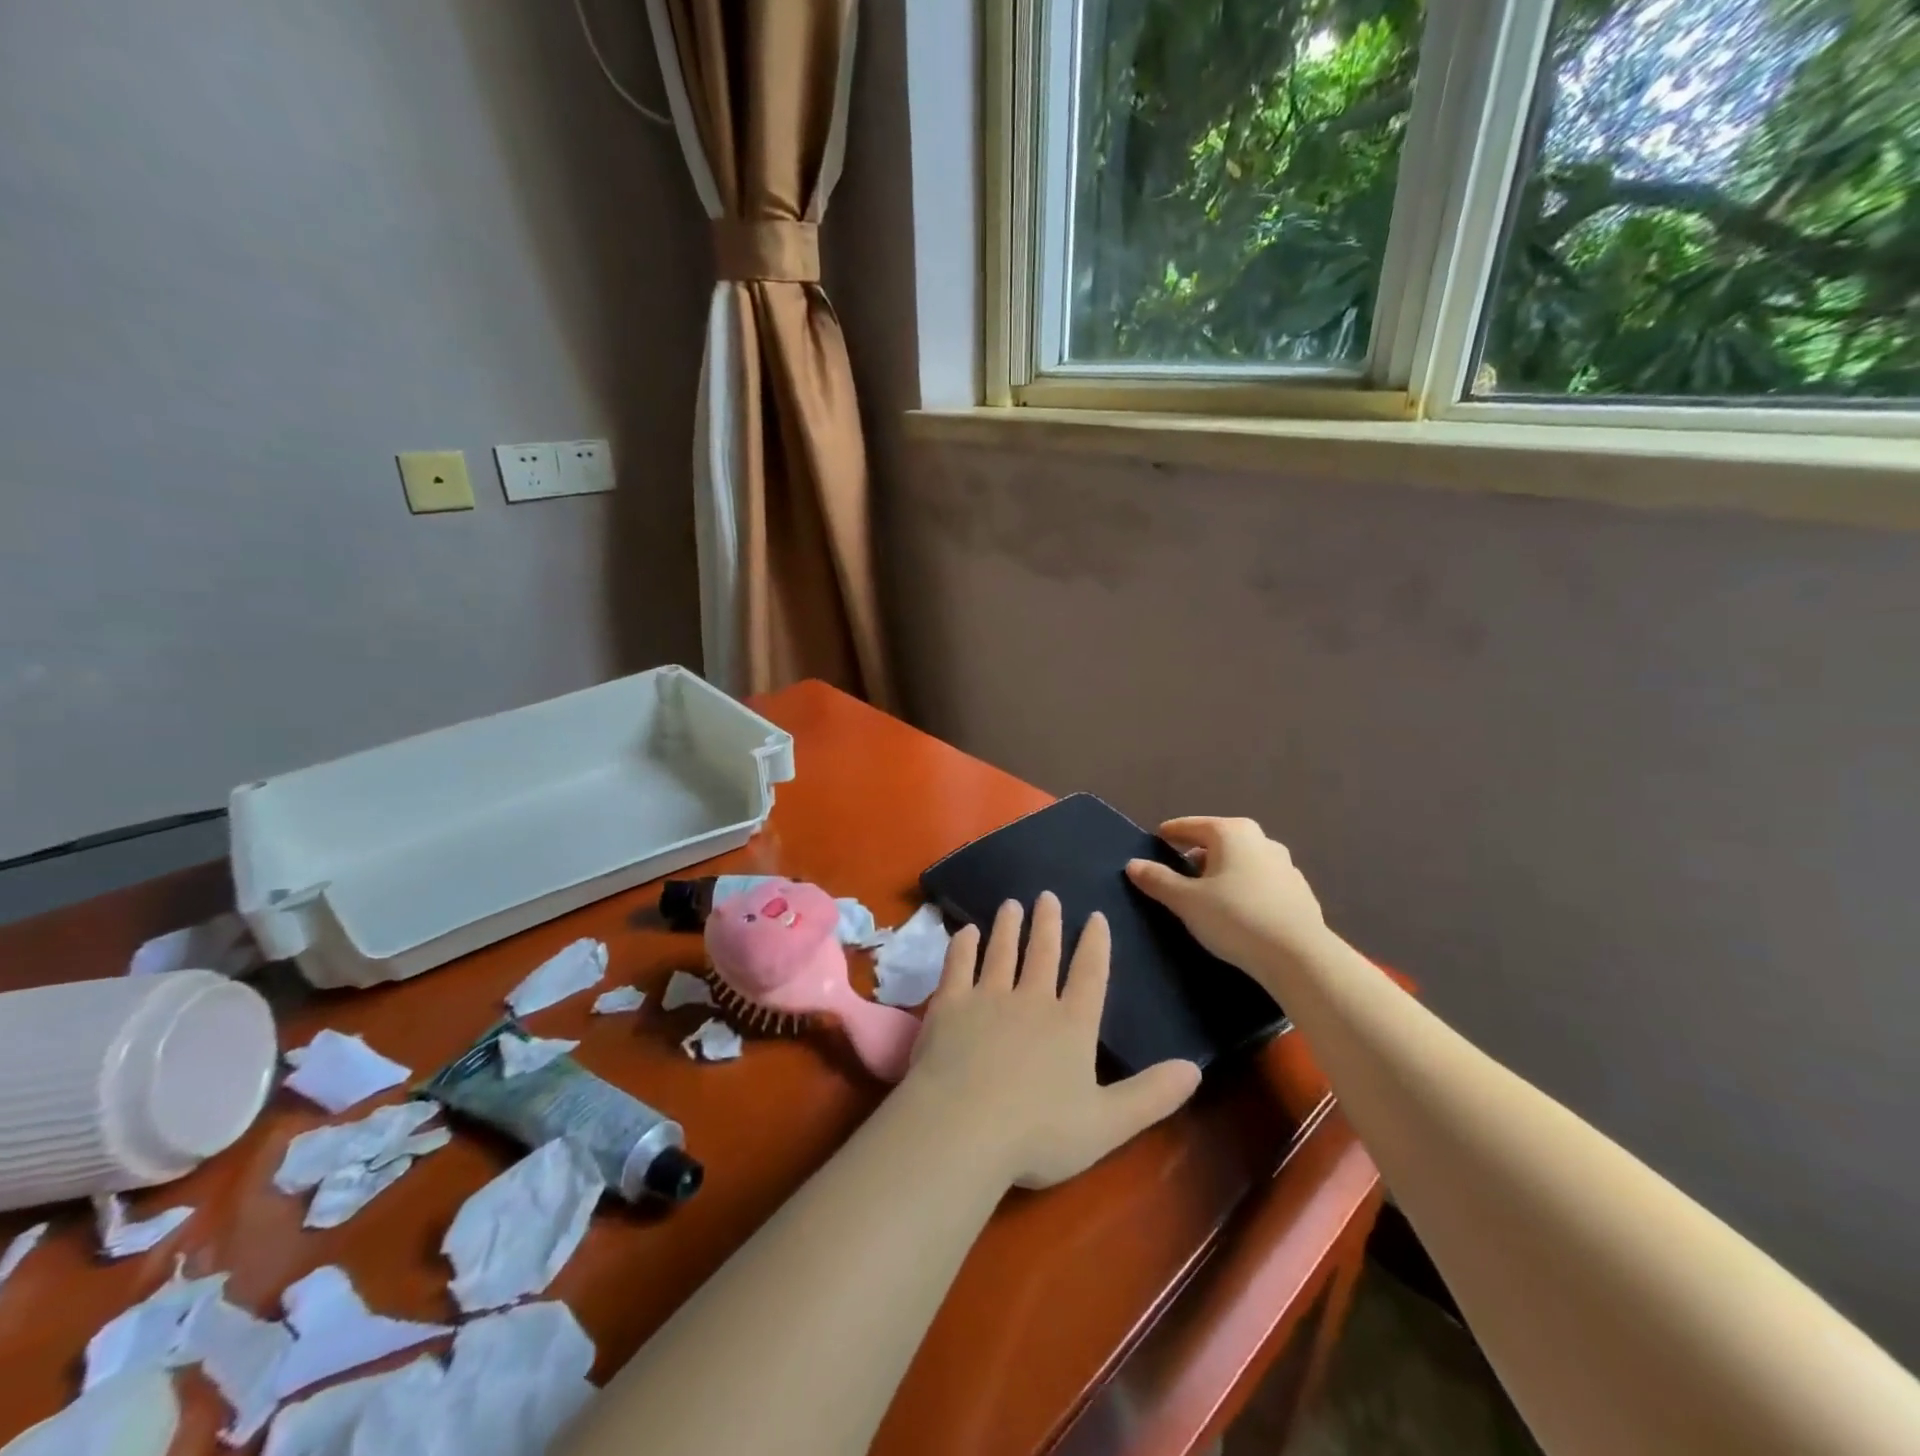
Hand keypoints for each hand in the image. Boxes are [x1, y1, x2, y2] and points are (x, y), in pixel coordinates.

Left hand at [904, 892, 1200, 1189]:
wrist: (963, 1126)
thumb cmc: (1039, 1133)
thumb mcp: (1108, 1123)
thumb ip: (1152, 1096)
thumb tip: (1195, 1068)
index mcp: (1072, 1025)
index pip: (1089, 974)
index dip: (1095, 944)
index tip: (1095, 916)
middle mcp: (1032, 1000)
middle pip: (1044, 952)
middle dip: (1048, 922)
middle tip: (1047, 895)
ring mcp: (988, 997)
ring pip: (1002, 951)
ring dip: (1008, 926)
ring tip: (1011, 904)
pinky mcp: (950, 1004)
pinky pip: (958, 965)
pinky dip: (963, 946)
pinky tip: (965, 932)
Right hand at [1125, 817, 1328, 972]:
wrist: (1299, 956)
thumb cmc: (1235, 918)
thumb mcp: (1186, 901)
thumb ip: (1158, 880)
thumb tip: (1133, 864)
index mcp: (1231, 833)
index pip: (1192, 825)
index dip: (1172, 832)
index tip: (1159, 838)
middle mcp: (1261, 840)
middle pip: (1220, 841)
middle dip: (1199, 852)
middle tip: (1181, 869)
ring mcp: (1285, 866)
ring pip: (1244, 860)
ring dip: (1225, 871)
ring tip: (1210, 893)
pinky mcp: (1300, 892)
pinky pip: (1262, 882)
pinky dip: (1246, 888)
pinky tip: (1240, 911)